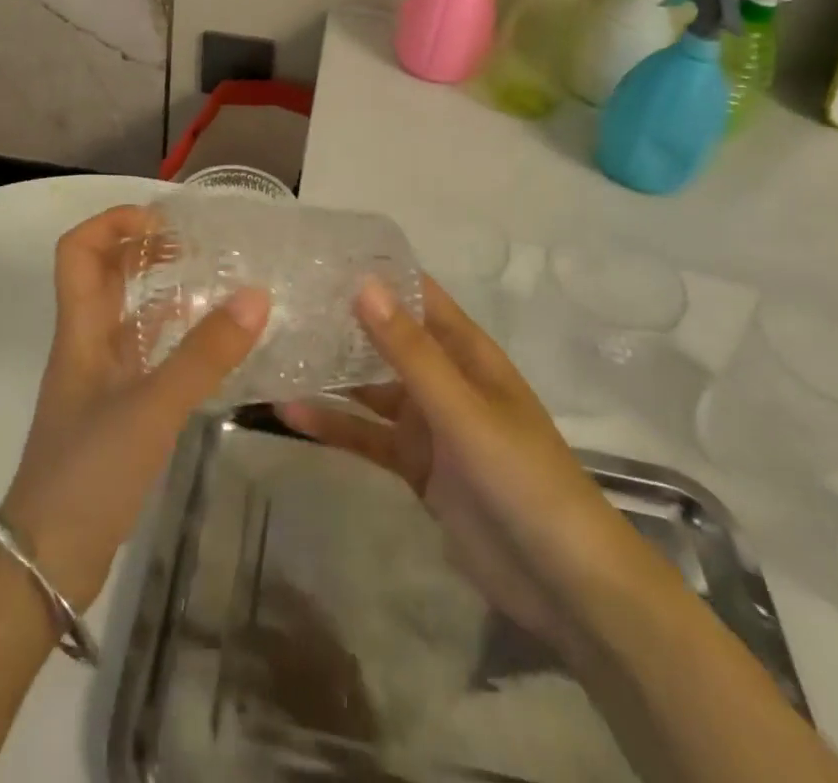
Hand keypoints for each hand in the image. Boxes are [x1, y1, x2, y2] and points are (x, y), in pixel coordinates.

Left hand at [0, 205, 268, 612]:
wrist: (46, 563)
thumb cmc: (88, 473)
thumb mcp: (151, 409)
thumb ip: (204, 355)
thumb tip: (256, 296)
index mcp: (80, 331)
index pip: (78, 250)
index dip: (113, 222)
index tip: (163, 221)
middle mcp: (86, 345)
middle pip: (102, 275)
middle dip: (141, 248)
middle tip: (194, 243)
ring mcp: (99, 380)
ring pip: (125, 314)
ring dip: (158, 289)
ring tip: (209, 279)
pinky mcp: (115, 411)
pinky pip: (144, 355)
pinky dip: (171, 337)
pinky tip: (208, 344)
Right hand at [280, 275, 629, 644]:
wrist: (562, 583)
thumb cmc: (521, 477)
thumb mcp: (462, 409)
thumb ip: (410, 352)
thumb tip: (363, 284)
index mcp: (466, 352)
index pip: (418, 296)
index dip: (377, 274)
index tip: (322, 255)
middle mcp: (444, 378)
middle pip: (387, 339)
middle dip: (342, 320)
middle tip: (282, 299)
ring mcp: (428, 423)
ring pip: (370, 387)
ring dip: (330, 373)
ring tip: (275, 351)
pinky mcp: (414, 465)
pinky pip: (367, 435)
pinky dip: (333, 425)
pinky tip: (289, 413)